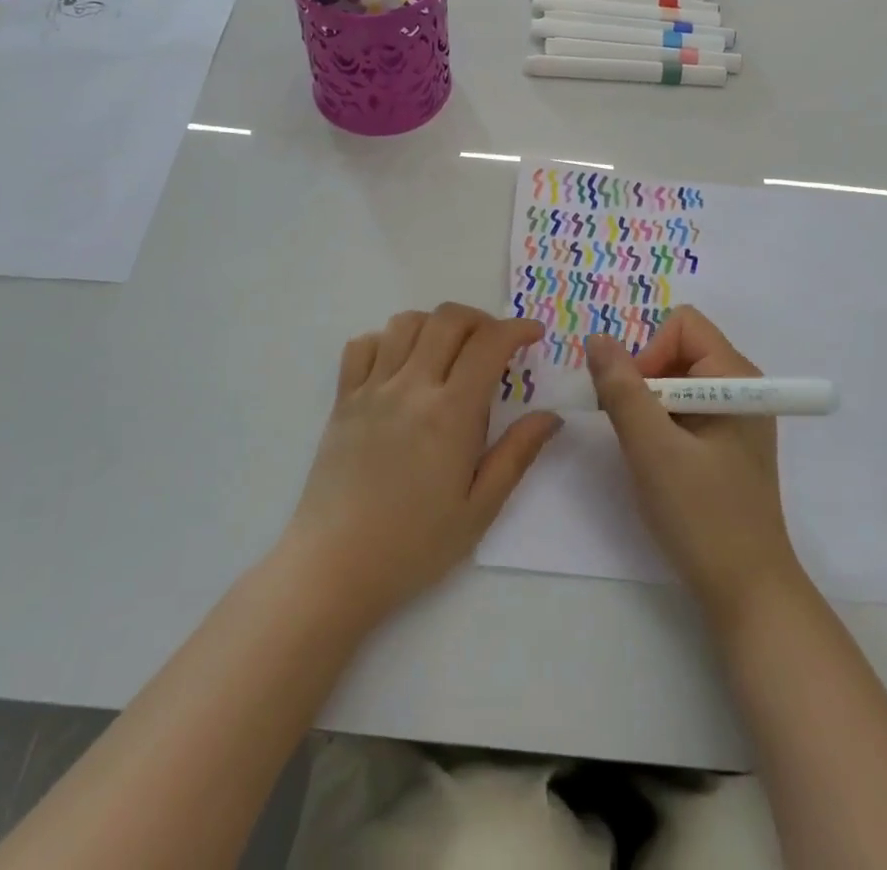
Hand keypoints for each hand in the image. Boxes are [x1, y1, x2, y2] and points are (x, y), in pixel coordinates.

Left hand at [284, 304, 561, 625]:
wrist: (333, 567)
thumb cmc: (414, 544)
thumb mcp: (479, 509)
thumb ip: (517, 454)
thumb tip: (552, 416)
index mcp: (450, 413)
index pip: (489, 344)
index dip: (517, 328)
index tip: (534, 334)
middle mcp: (411, 387)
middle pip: (448, 319)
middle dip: (481, 320)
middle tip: (494, 345)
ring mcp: (372, 389)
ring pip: (406, 322)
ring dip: (435, 325)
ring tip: (448, 352)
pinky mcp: (343, 399)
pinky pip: (362, 345)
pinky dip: (387, 340)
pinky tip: (400, 366)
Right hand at [587, 307, 803, 622]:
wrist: (746, 592)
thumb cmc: (702, 515)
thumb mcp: (652, 448)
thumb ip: (621, 389)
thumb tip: (596, 338)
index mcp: (736, 376)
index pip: (683, 326)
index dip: (649, 353)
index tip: (636, 403)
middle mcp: (741, 385)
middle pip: (678, 349)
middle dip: (645, 380)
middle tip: (634, 430)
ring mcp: (736, 414)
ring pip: (676, 380)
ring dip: (649, 405)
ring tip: (645, 450)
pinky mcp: (727, 440)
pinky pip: (684, 407)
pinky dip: (661, 424)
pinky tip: (658, 462)